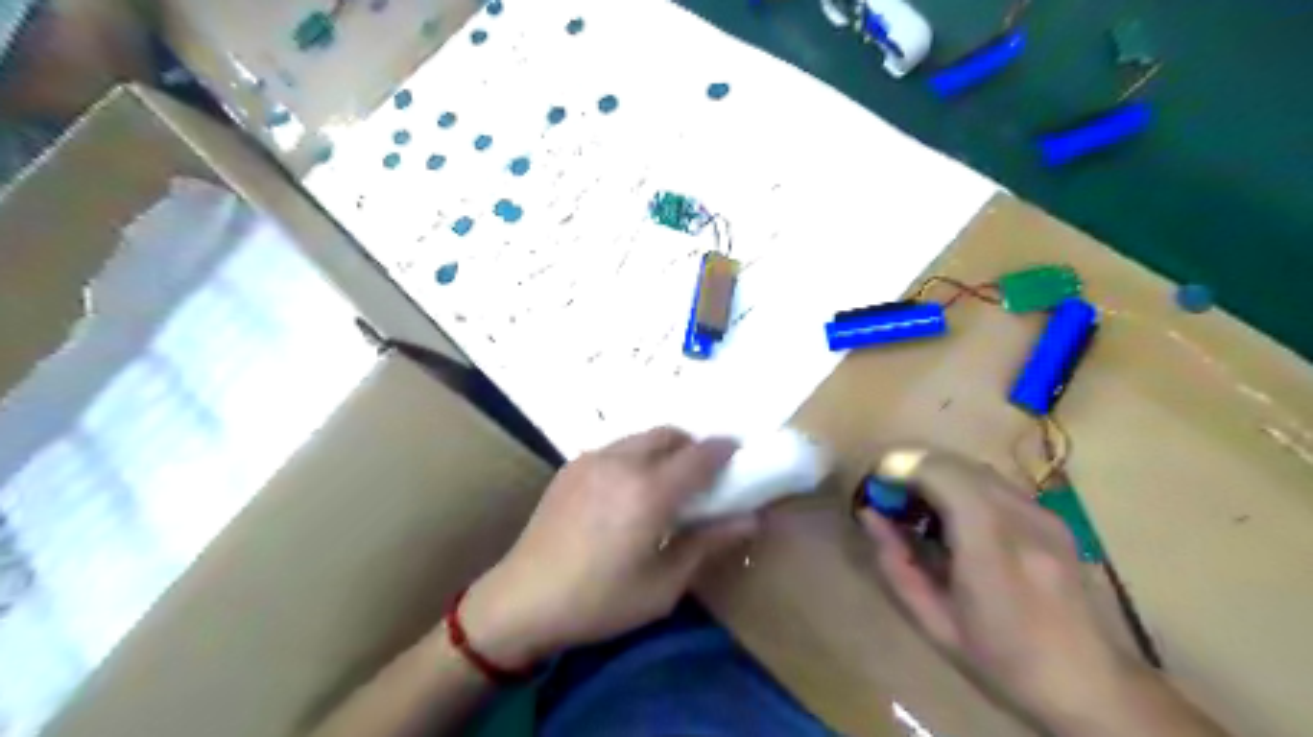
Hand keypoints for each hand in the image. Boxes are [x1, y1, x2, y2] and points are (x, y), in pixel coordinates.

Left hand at [458, 427, 758, 668]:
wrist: (523, 599)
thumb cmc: (600, 600)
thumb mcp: (663, 585)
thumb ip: (708, 545)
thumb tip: (750, 520)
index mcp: (650, 491)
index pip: (699, 456)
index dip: (724, 451)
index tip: (738, 454)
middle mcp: (622, 463)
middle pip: (669, 434)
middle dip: (692, 446)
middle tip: (702, 475)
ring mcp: (592, 460)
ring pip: (641, 437)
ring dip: (663, 448)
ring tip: (665, 482)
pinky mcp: (571, 467)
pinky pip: (615, 448)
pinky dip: (635, 456)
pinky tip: (627, 491)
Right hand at [858, 445, 1135, 729]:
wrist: (1092, 685)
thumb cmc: (1002, 663)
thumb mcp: (933, 621)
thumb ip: (895, 563)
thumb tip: (868, 514)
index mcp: (992, 552)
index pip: (942, 476)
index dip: (902, 469)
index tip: (876, 487)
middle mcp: (1023, 520)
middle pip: (956, 464)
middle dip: (914, 469)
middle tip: (890, 497)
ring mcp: (1044, 514)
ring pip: (975, 467)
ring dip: (938, 475)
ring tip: (918, 507)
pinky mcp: (1053, 516)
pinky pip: (995, 483)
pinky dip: (962, 486)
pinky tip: (954, 518)